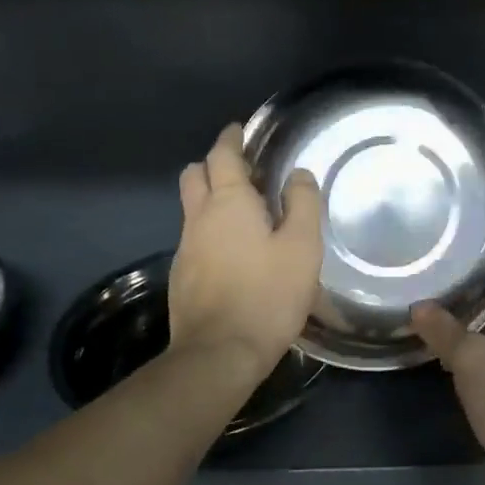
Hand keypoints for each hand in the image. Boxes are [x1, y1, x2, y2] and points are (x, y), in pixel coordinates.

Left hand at [171, 124, 323, 382]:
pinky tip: (233, 253)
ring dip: (211, 199)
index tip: (239, 131)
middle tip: (241, 170)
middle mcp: (199, 218)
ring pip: (192, 208)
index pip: (222, 155)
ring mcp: (185, 248)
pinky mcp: (181, 277)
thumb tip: (298, 174)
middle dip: (213, 164)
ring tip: (243, 212)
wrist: (219, 353)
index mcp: (229, 203)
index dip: (231, 139)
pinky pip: (194, 238)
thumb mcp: (302, 247)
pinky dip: (210, 230)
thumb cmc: (268, 295)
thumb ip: (302, 204)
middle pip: (195, 175)